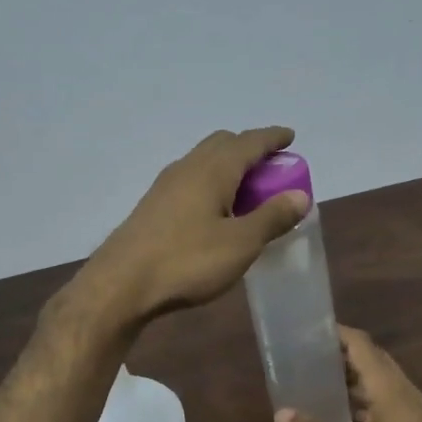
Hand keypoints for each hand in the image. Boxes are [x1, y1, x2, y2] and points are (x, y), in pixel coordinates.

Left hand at [78, 127, 309, 323]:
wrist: (121, 284)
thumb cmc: (187, 261)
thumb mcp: (240, 244)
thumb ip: (272, 218)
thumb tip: (301, 194)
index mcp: (213, 170)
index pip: (249, 142)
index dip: (272, 138)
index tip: (289, 137)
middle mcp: (187, 168)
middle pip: (222, 144)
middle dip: (248, 149)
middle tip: (270, 168)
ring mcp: (165, 186)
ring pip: (202, 162)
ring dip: (227, 167)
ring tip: (245, 191)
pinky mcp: (152, 206)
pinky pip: (189, 181)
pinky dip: (210, 184)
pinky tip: (213, 211)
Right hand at [277, 326, 421, 421]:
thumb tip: (280, 414)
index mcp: (389, 387)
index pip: (361, 344)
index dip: (336, 333)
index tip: (308, 330)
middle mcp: (402, 392)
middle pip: (370, 361)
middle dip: (340, 355)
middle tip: (306, 356)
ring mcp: (410, 413)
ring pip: (377, 385)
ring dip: (350, 381)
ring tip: (316, 382)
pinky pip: (383, 406)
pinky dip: (361, 404)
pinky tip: (340, 417)